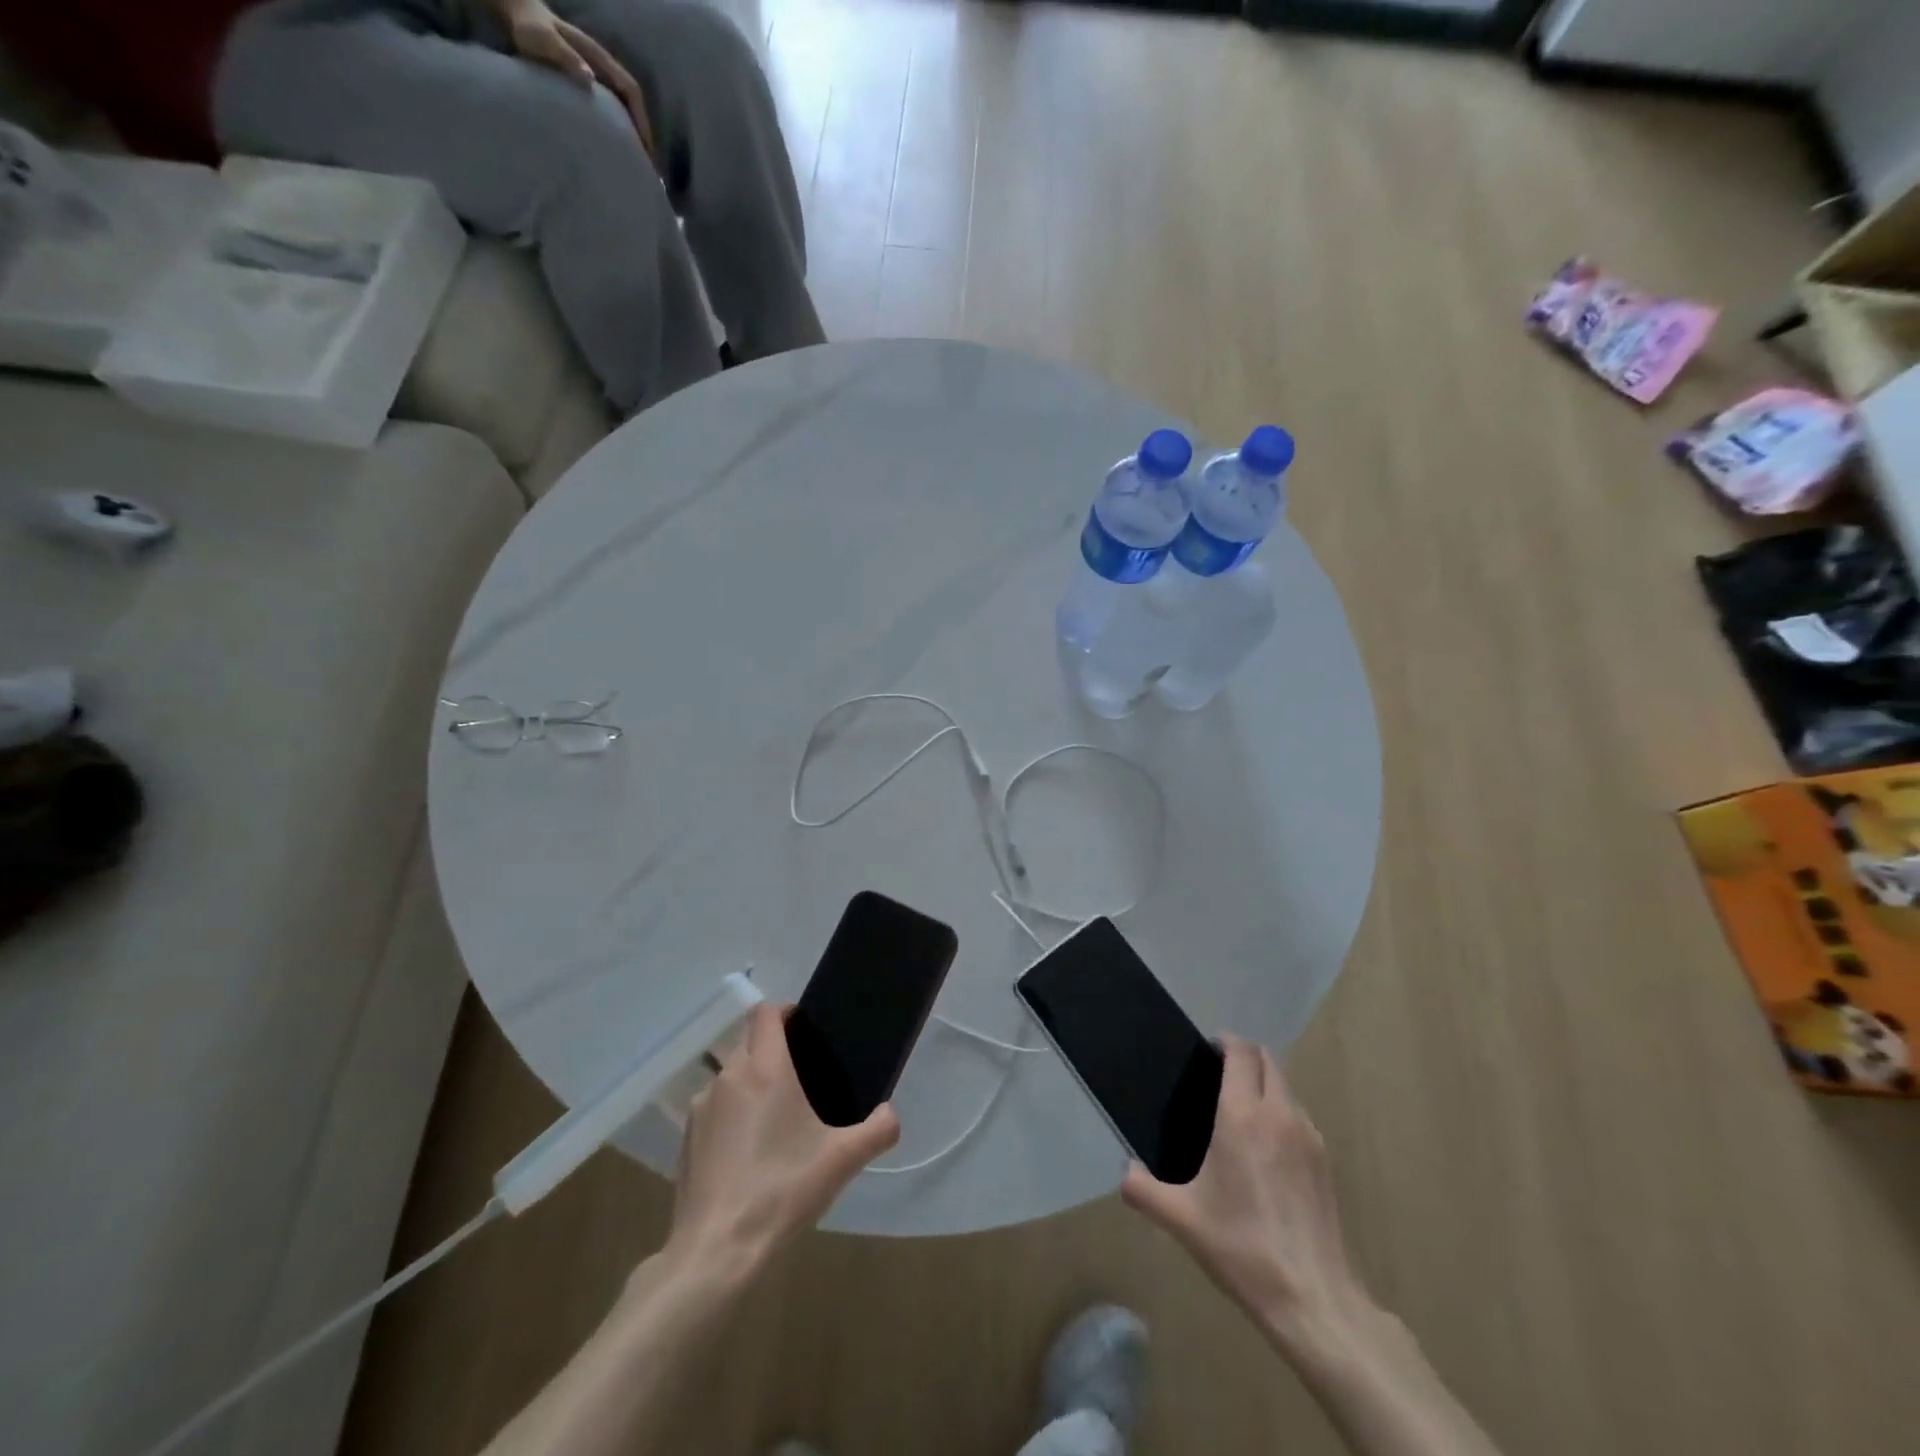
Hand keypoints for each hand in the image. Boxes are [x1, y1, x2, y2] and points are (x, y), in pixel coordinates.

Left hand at [497, 0, 655, 159]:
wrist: (518, 16)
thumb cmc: (530, 29)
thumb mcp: (544, 40)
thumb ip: (565, 56)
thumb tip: (590, 81)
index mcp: (600, 60)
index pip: (631, 91)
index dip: (642, 120)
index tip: (647, 148)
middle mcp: (605, 69)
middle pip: (634, 104)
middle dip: (643, 134)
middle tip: (648, 165)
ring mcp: (598, 77)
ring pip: (625, 108)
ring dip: (633, 134)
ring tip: (637, 162)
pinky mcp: (590, 86)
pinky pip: (612, 109)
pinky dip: (620, 129)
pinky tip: (618, 147)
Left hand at [667, 1003, 898, 1272]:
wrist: (718, 1251)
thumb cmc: (783, 1189)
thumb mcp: (842, 1161)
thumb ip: (877, 1130)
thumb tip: (891, 1113)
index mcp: (765, 1068)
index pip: (766, 1012)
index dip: (785, 1011)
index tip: (805, 1028)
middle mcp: (729, 1076)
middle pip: (748, 1041)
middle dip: (772, 1049)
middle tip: (801, 1076)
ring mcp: (701, 1107)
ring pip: (730, 1075)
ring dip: (751, 1082)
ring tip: (775, 1117)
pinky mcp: (686, 1139)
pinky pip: (713, 1108)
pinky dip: (731, 1115)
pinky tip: (747, 1152)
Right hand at [1122, 1037, 1373, 1352]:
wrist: (1312, 1298)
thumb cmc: (1241, 1247)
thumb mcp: (1181, 1219)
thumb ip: (1143, 1190)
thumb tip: (1125, 1172)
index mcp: (1242, 1116)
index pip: (1241, 1053)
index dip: (1225, 1042)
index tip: (1206, 1051)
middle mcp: (1279, 1114)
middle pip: (1267, 1060)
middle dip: (1244, 1057)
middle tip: (1217, 1076)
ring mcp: (1309, 1136)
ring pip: (1286, 1087)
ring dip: (1264, 1084)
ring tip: (1240, 1113)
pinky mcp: (1326, 1161)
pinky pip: (1299, 1116)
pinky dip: (1281, 1113)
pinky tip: (1266, 1150)